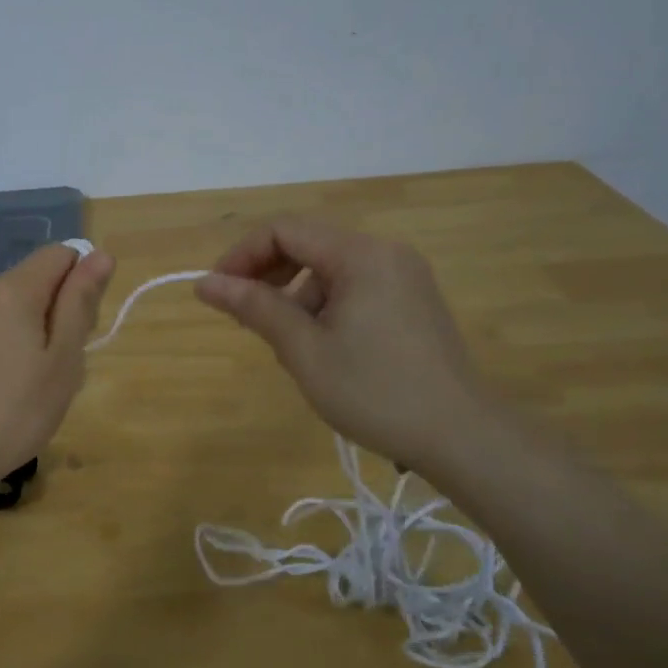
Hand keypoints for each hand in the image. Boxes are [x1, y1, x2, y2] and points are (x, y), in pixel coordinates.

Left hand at [0, 244, 115, 499]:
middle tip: (54, 372)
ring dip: (23, 334)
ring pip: (5, 310)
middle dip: (52, 315)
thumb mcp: (63, 360)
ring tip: (22, 389)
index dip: (80, 285)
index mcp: (12, 289)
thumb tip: (100, 254)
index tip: (78, 332)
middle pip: (31, 283)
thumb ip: (80, 302)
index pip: (59, 255)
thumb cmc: (14, 412)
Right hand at [194, 216, 489, 474]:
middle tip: (243, 317)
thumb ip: (254, 308)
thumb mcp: (304, 350)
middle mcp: (385, 252)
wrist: (461, 437)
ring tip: (288, 346)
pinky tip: (323, 349)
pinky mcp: (412, 301)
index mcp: (360, 255)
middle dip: (267, 275)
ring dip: (295, 296)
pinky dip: (325, 306)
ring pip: (329, 269)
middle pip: (307, 244)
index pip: (284, 230)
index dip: (242, 256)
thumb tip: (205, 283)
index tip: (217, 293)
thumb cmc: (375, 392)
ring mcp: (403, 276)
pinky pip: (353, 287)